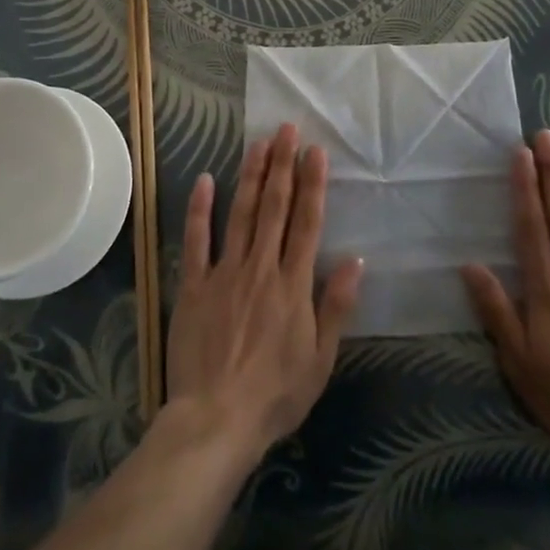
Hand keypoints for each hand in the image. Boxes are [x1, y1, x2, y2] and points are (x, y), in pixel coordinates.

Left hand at [162, 124, 364, 467]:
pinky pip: (196, 241)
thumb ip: (336, 306)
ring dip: (251, 176)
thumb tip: (356, 260)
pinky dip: (200, 209)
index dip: (312, 184)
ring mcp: (224, 273)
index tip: (315, 151)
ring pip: (240, 214)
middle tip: (286, 129)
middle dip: (282, 165)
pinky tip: (205, 180)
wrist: (216, 421)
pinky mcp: (193, 285)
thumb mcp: (320, 359)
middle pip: (274, 207)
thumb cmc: (276, 395)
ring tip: (259, 143)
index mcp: (293, 284)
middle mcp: (261, 267)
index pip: (307, 222)